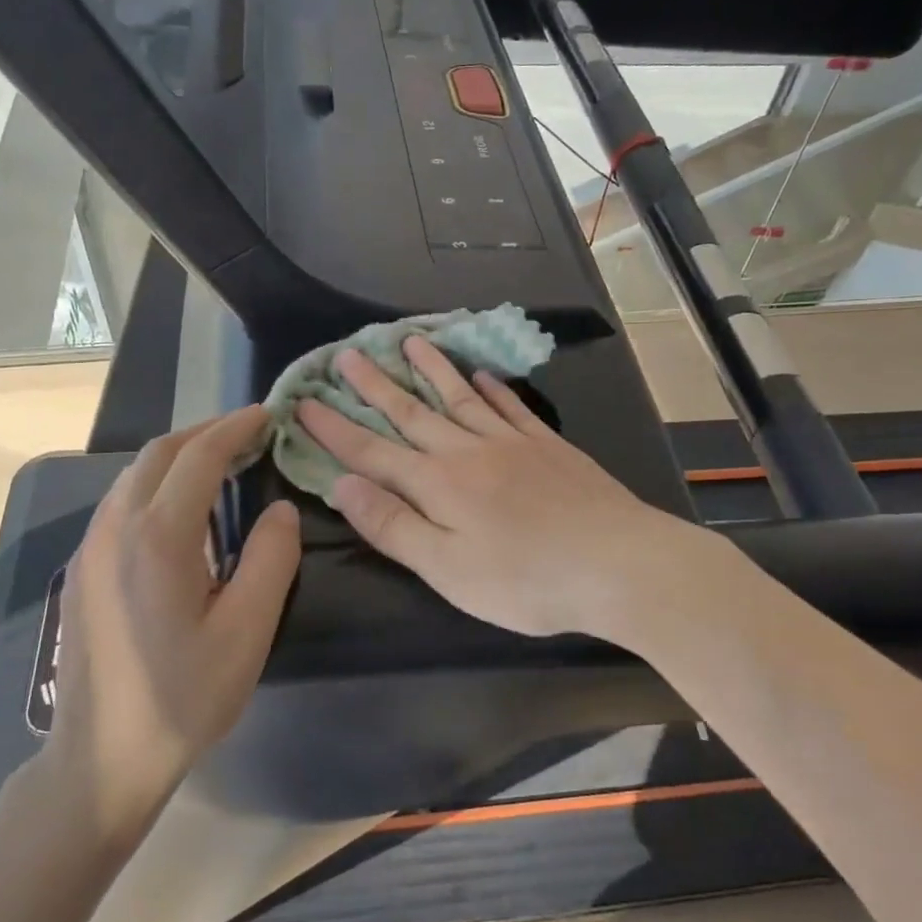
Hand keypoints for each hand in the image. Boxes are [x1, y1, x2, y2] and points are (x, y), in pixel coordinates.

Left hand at [47, 407, 300, 842]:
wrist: (101, 759)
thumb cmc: (183, 697)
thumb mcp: (247, 632)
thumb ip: (271, 560)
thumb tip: (280, 510)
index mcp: (158, 536)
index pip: (198, 457)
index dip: (235, 429)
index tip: (268, 415)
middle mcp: (115, 528)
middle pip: (158, 454)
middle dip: (205, 433)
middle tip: (250, 434)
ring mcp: (90, 548)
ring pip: (134, 476)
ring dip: (179, 457)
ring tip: (222, 463)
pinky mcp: (82, 570)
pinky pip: (121, 504)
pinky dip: (157, 485)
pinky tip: (183, 511)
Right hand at [295, 338, 676, 638]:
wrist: (617, 564)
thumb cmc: (525, 580)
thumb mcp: (447, 569)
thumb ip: (393, 525)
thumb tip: (343, 485)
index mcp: (437, 485)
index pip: (372, 451)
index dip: (334, 428)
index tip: (304, 402)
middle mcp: (467, 452)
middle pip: (412, 412)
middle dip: (375, 385)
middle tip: (347, 353)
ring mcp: (511, 443)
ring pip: (460, 398)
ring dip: (430, 370)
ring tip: (409, 341)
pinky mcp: (547, 446)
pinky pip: (509, 407)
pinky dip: (490, 388)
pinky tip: (479, 374)